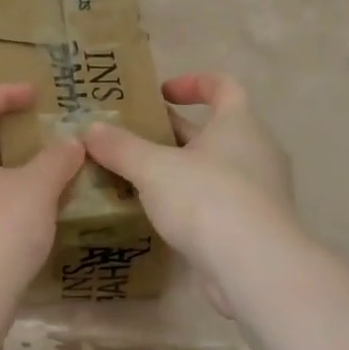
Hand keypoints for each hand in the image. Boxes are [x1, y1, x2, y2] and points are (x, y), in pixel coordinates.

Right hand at [82, 74, 294, 314]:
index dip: (193, 83)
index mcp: (239, 124)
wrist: (254, 266)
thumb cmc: (207, 199)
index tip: (161, 93)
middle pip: (212, 130)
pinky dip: (189, 201)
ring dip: (178, 168)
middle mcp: (255, 151)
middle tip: (132, 139)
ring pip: (212, 168)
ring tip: (137, 177)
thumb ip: (121, 147)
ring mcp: (258, 190)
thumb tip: (90, 129)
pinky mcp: (252, 225)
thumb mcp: (153, 169)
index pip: (223, 86)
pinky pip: (216, 200)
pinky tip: (158, 214)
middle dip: (172, 132)